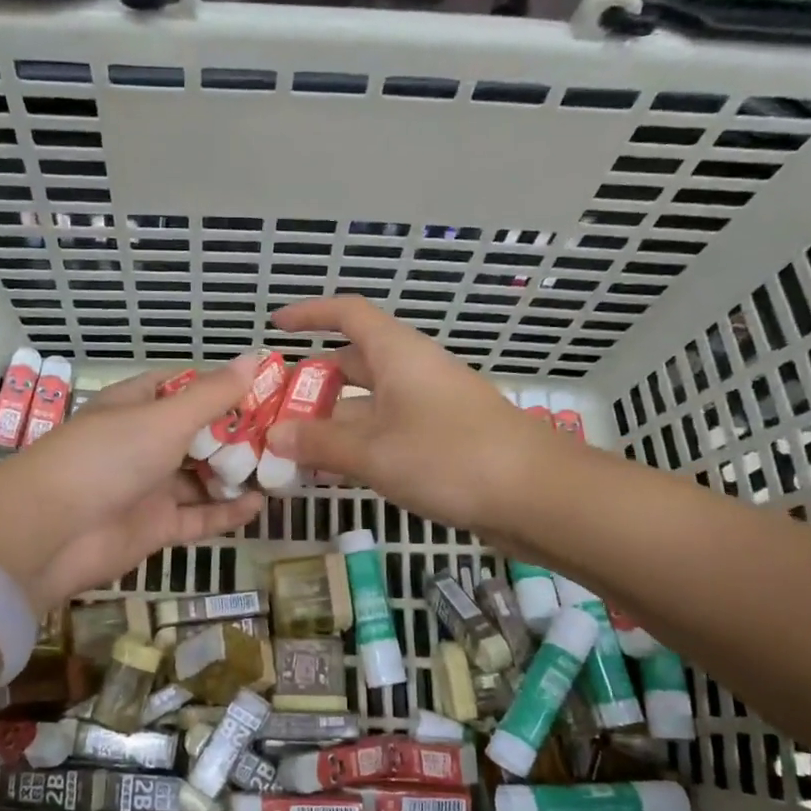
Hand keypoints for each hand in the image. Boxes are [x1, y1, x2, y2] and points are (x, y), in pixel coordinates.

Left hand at [0, 356, 264, 611]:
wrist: (52, 532)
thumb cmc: (108, 458)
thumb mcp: (165, 418)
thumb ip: (213, 394)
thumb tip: (255, 355)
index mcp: (136, 406)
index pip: (183, 387)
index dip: (221, 386)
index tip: (265, 388)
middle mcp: (142, 444)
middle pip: (198, 435)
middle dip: (238, 435)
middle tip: (287, 433)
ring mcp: (148, 487)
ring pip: (201, 477)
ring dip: (236, 474)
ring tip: (282, 469)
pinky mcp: (155, 527)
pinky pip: (199, 517)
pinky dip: (227, 511)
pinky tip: (260, 504)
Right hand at [263, 296, 562, 536]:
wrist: (536, 496)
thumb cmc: (449, 457)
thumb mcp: (374, 451)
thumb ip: (319, 442)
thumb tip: (274, 435)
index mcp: (397, 354)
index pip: (347, 314)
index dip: (310, 314)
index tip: (275, 327)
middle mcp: (412, 372)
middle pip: (353, 364)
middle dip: (312, 384)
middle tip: (273, 410)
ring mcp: (429, 407)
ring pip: (368, 405)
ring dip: (331, 423)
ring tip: (290, 450)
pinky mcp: (442, 440)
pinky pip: (387, 432)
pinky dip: (357, 446)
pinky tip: (333, 473)